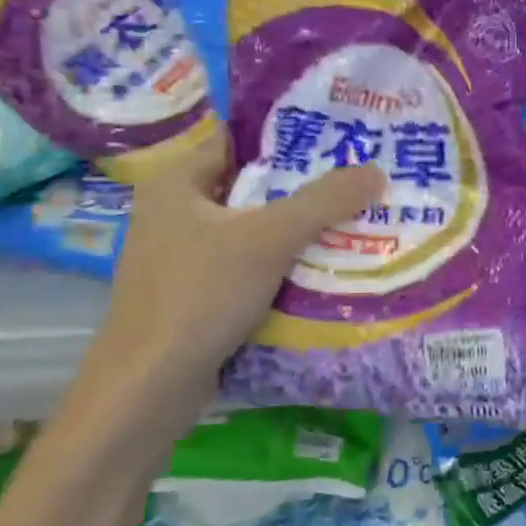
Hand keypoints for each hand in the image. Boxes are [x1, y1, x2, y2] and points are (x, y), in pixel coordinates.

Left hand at [91, 131, 383, 423]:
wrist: (149, 389)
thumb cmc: (200, 296)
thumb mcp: (268, 240)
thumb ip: (323, 201)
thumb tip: (376, 171)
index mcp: (176, 181)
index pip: (239, 139)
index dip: (288, 135)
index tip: (339, 137)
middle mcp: (174, 211)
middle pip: (251, 185)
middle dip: (304, 186)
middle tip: (359, 180)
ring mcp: (182, 256)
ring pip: (252, 229)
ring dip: (297, 229)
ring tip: (355, 219)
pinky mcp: (195, 294)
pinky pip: (248, 265)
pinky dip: (282, 264)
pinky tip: (324, 267)